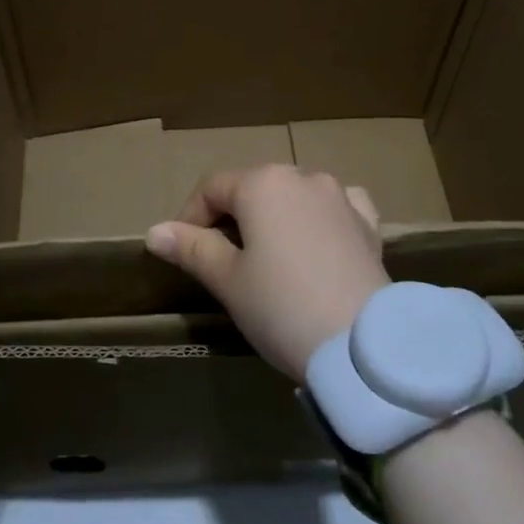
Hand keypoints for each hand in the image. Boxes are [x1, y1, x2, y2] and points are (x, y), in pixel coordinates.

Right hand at [145, 165, 387, 380]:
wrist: (362, 346)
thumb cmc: (281, 307)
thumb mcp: (227, 280)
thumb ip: (192, 248)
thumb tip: (155, 232)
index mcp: (263, 183)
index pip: (211, 187)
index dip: (190, 218)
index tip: (183, 253)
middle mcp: (303, 177)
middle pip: (254, 188)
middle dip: (232, 218)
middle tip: (222, 262)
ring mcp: (341, 198)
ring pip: (294, 196)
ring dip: (275, 218)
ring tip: (268, 259)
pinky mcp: (369, 224)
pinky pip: (335, 209)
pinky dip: (319, 220)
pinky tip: (318, 242)